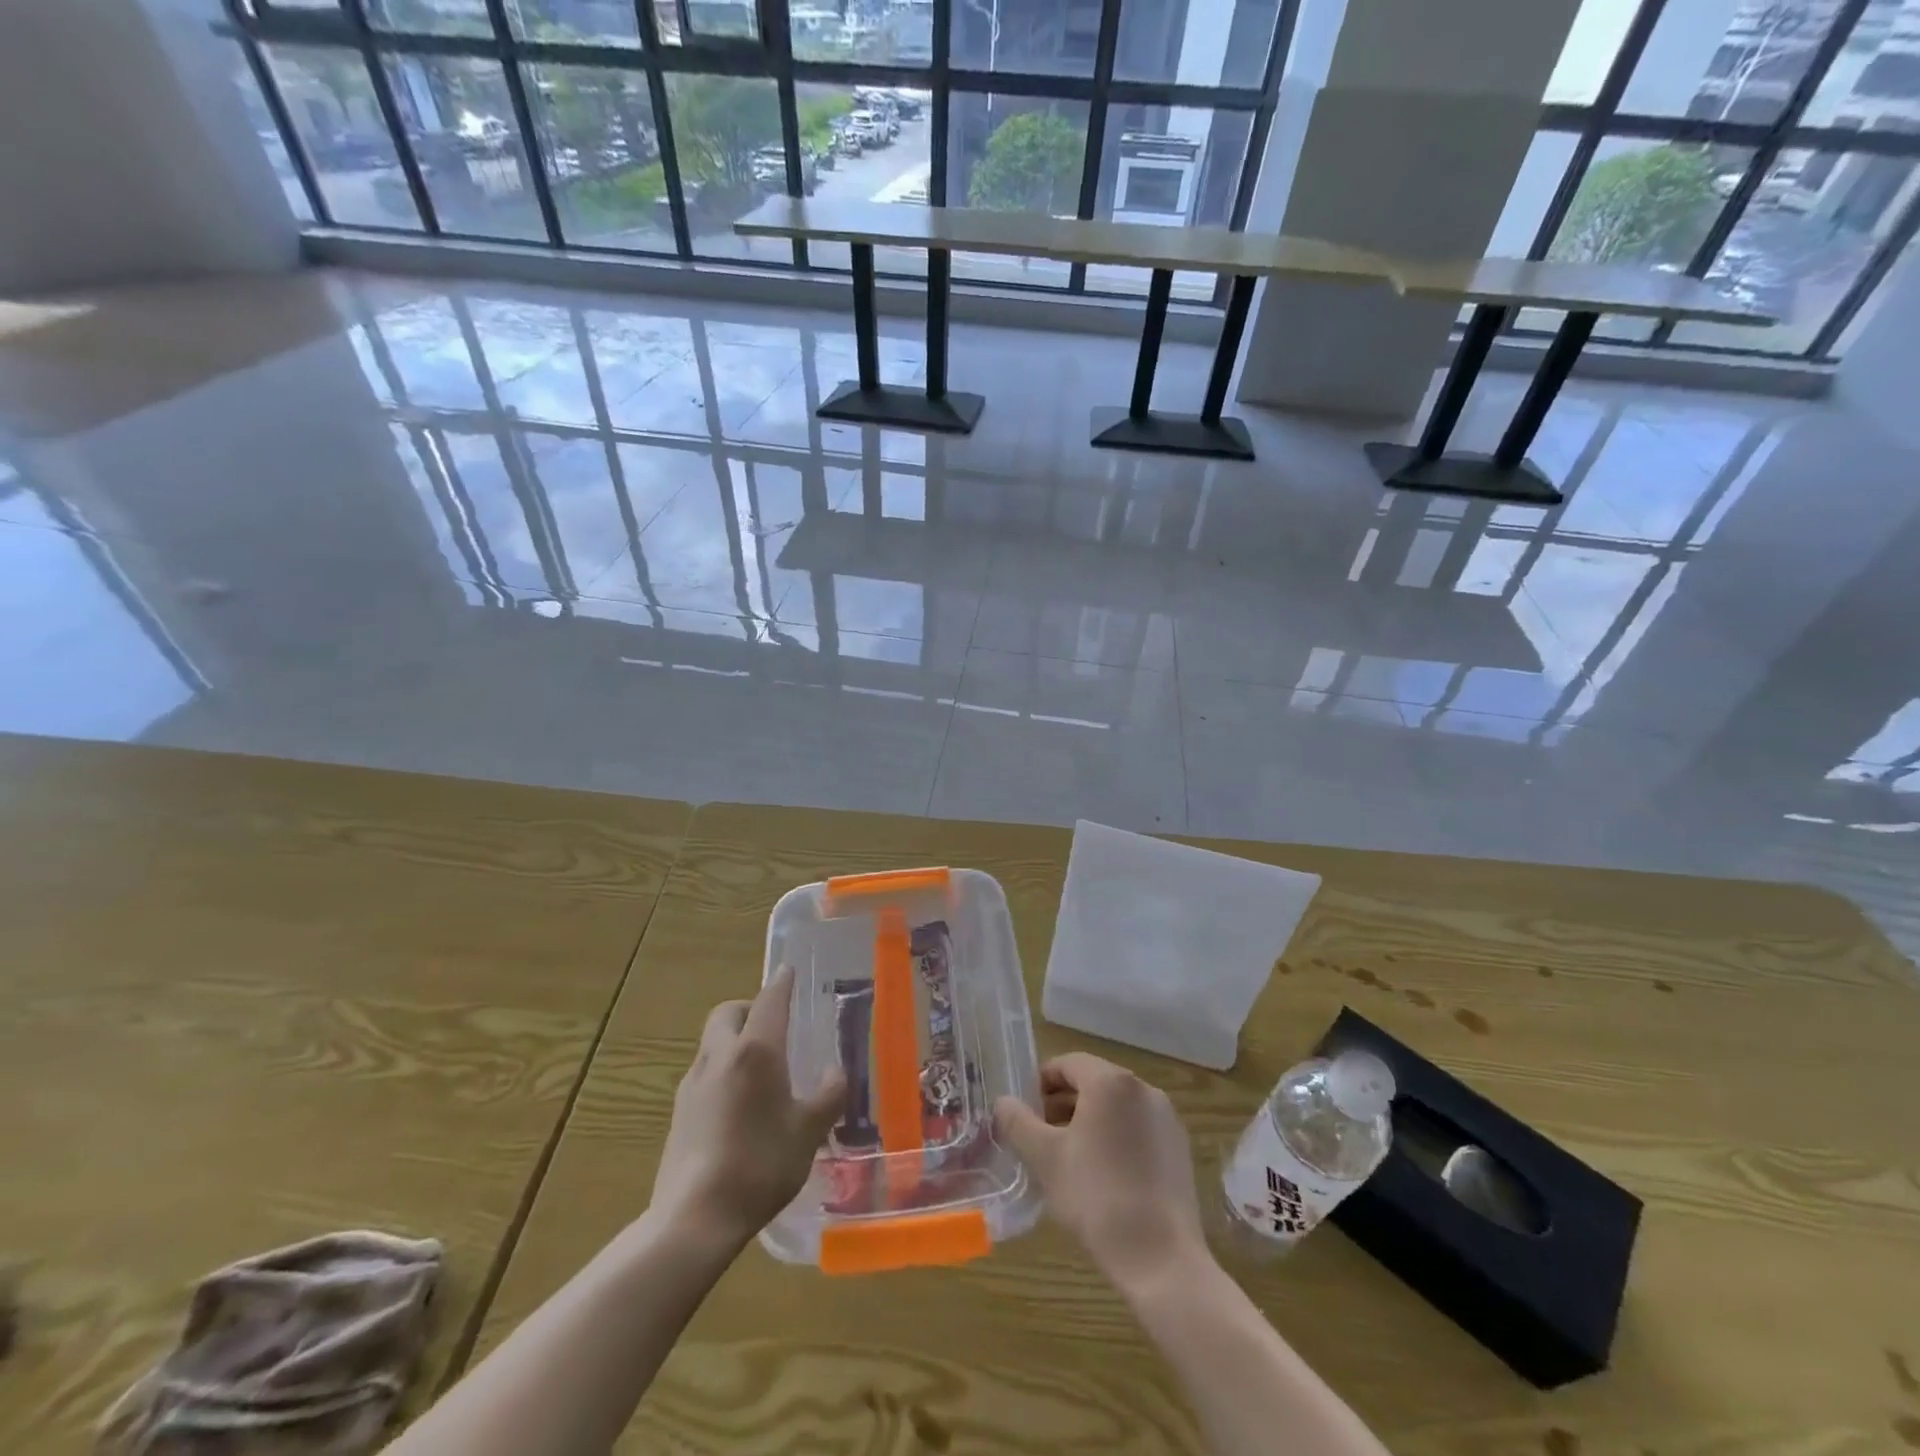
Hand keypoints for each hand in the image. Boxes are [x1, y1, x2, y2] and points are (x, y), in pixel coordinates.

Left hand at [651, 965, 846, 1248]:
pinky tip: (739, 1105)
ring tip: (761, 1069)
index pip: (769, 1000)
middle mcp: (720, 1056)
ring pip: (713, 1043)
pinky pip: (705, 1073)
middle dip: (749, 1008)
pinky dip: (723, 1071)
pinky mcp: (678, 1112)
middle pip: (729, 1012)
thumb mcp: (809, 1131)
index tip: (788, 970)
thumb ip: (828, 1094)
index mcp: (755, 1050)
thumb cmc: (761, 1164)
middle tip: (774, 1026)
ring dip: (734, 1040)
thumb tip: (836, 1071)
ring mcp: (693, 1084)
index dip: (781, 982)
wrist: (694, 1218)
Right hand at [994, 1053, 1206, 1291]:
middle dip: (1063, 1102)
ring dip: (1088, 1120)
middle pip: (1094, 1082)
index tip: (1024, 1110)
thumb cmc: (1096, 1198)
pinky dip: (1116, 1137)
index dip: (1041, 1082)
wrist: (1161, 1259)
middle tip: (1040, 1134)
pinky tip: (1103, 1174)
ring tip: (1068, 1156)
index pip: (1068, 1064)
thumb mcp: (1046, 1158)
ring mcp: (1166, 1118)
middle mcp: (1143, 1089)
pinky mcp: (1179, 1148)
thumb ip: (1018, 1122)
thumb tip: (1003, 1102)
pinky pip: (1138, 1128)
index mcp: (1111, 1081)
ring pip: (1117, 1107)